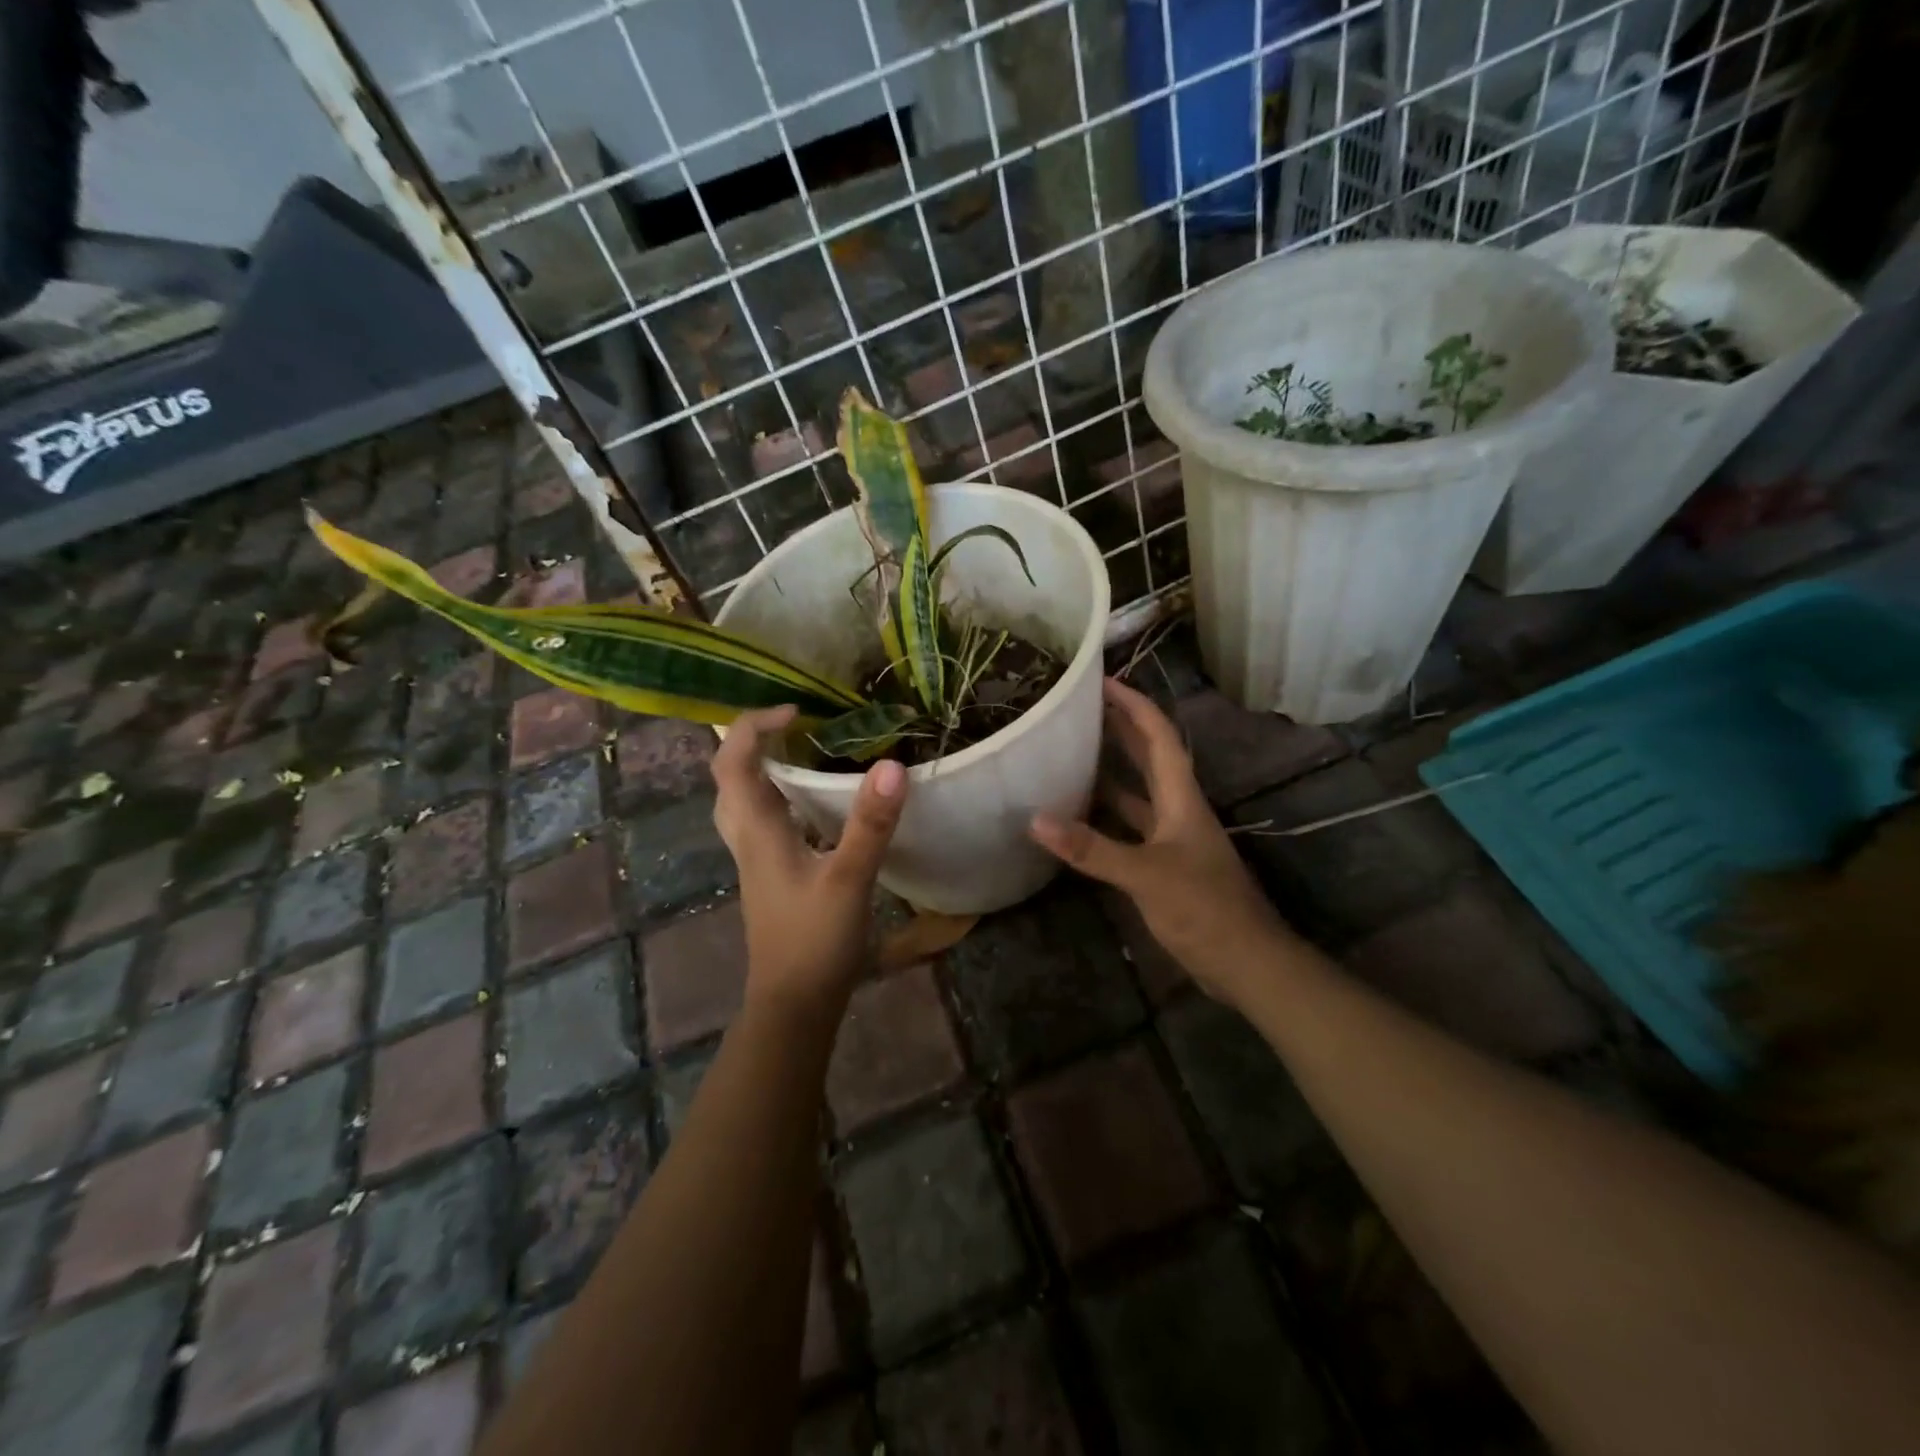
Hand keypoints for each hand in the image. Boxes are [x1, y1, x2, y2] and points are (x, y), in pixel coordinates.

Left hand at [711, 706, 907, 1016]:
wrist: (794, 1004)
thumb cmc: (815, 941)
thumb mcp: (849, 879)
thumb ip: (870, 823)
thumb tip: (893, 764)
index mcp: (757, 831)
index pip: (732, 762)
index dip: (754, 726)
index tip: (797, 712)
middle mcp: (748, 840)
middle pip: (728, 779)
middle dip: (751, 743)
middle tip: (793, 727)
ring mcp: (756, 861)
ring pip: (742, 803)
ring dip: (762, 770)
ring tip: (801, 753)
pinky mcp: (771, 878)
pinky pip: (762, 823)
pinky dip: (778, 800)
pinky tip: (812, 806)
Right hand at [1030, 678, 1293, 1006]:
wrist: (1246, 961)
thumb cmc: (1204, 908)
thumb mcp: (1145, 874)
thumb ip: (1092, 848)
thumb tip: (1036, 819)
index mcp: (1181, 798)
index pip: (1158, 737)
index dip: (1133, 705)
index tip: (1103, 682)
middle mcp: (1178, 809)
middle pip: (1150, 757)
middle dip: (1121, 727)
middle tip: (1083, 707)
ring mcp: (1172, 838)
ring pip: (1138, 792)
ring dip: (1112, 769)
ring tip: (1073, 751)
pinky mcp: (1165, 865)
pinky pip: (1130, 827)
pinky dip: (1106, 815)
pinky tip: (1080, 816)